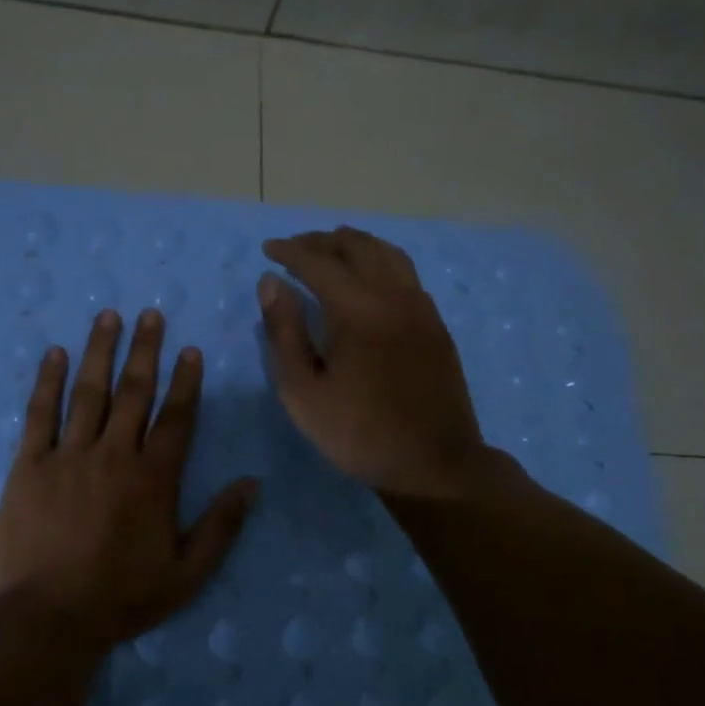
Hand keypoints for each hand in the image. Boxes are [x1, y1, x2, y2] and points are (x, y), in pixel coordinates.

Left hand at [0, 308, 257, 654]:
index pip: (176, 417)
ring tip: (108, 316)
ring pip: (88, 392)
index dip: (185, 381)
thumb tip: (252, 483)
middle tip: (149, 315)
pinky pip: (40, 415)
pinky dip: (47, 382)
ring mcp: (68, 456)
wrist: (48, 619)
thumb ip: (222, 526)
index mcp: (153, 478)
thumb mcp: (187, 573)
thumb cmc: (122, 598)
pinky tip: (55, 355)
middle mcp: (113, 455)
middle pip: (133, 392)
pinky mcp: (29, 466)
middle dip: (145, 350)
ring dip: (100, 351)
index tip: (189, 350)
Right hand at [259, 227, 487, 498]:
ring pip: (388, 254)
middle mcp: (393, 295)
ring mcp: (421, 308)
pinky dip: (381, 261)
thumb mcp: (303, 391)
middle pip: (357, 248)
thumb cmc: (358, 433)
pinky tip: (371, 278)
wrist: (433, 464)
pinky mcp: (436, 324)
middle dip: (322, 241)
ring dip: (356, 245)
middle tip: (296, 246)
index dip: (290, 252)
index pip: (318, 263)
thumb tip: (271, 283)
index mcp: (358, 309)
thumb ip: (284, 332)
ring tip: (332, 248)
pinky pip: (406, 274)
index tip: (268, 249)